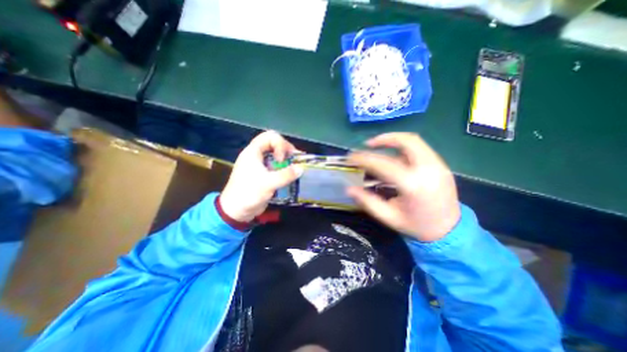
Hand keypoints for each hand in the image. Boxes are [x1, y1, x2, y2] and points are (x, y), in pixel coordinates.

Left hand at [220, 131, 302, 223]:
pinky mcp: (264, 173)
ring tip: (296, 167)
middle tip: (295, 160)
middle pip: (274, 144)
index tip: (282, 159)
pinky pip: (276, 165)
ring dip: (287, 159)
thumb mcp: (268, 184)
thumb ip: (286, 175)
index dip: (280, 145)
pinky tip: (291, 174)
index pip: (269, 137)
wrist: (236, 211)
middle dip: (286, 150)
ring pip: (276, 155)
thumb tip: (301, 169)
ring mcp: (260, 164)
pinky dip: (285, 168)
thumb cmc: (249, 194)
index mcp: (253, 152)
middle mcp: (256, 155)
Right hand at [347, 132, 458, 241]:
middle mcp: (428, 170)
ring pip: (415, 142)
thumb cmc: (416, 226)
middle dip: (384, 138)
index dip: (364, 158)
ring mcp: (438, 165)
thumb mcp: (388, 217)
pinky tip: (393, 157)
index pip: (384, 164)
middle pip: (407, 141)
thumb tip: (349, 189)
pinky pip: (420, 149)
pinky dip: (403, 148)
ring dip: (394, 140)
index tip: (351, 157)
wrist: (450, 232)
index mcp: (413, 185)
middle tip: (368, 144)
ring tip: (378, 146)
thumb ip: (368, 201)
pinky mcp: (441, 165)